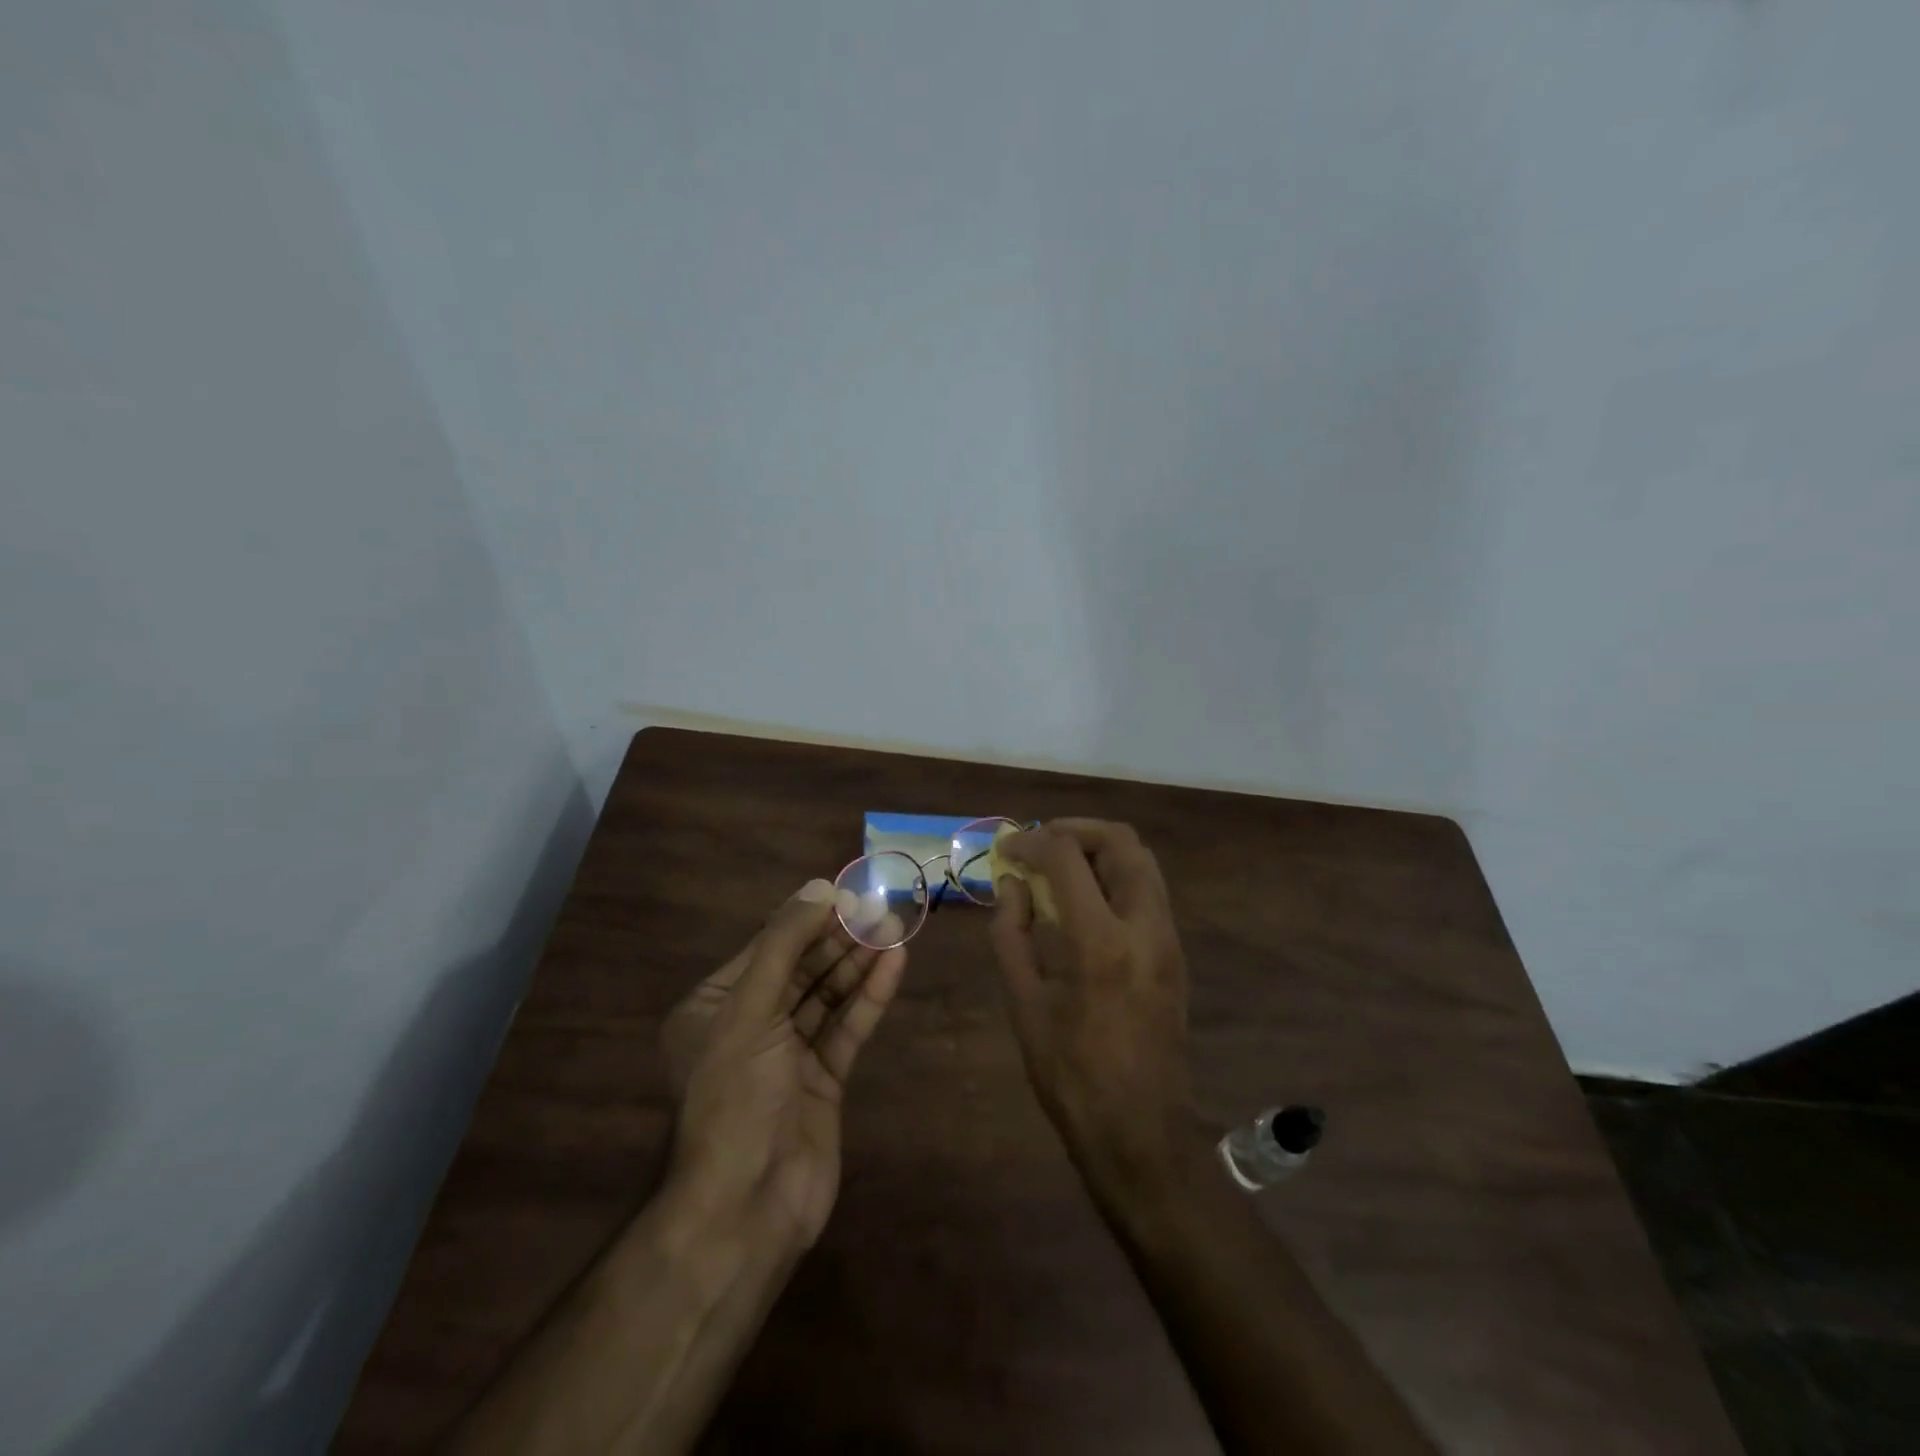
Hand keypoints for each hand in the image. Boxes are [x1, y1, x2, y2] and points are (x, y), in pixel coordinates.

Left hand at [662, 880, 906, 1249]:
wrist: (747, 1206)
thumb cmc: (735, 1097)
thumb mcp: (749, 1010)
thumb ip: (783, 945)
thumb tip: (818, 887)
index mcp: (715, 1008)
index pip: (767, 948)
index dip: (807, 919)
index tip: (847, 893)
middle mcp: (751, 1026)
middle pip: (801, 968)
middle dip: (839, 938)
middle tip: (880, 908)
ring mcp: (789, 1055)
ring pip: (828, 996)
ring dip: (859, 963)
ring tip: (895, 927)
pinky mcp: (823, 1080)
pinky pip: (847, 1028)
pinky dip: (869, 998)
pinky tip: (894, 965)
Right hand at [989, 820, 1197, 1193]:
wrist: (1139, 1129)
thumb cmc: (1069, 1072)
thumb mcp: (1023, 1002)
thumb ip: (1011, 932)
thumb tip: (1013, 884)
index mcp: (1099, 940)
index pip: (1067, 857)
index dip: (1032, 842)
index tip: (1008, 849)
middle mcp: (1144, 926)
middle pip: (1121, 842)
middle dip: (1076, 830)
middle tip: (1041, 842)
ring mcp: (1167, 938)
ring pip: (1142, 861)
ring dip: (1100, 849)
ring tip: (1062, 864)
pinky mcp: (1175, 953)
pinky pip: (1148, 890)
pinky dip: (1116, 875)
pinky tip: (1085, 899)